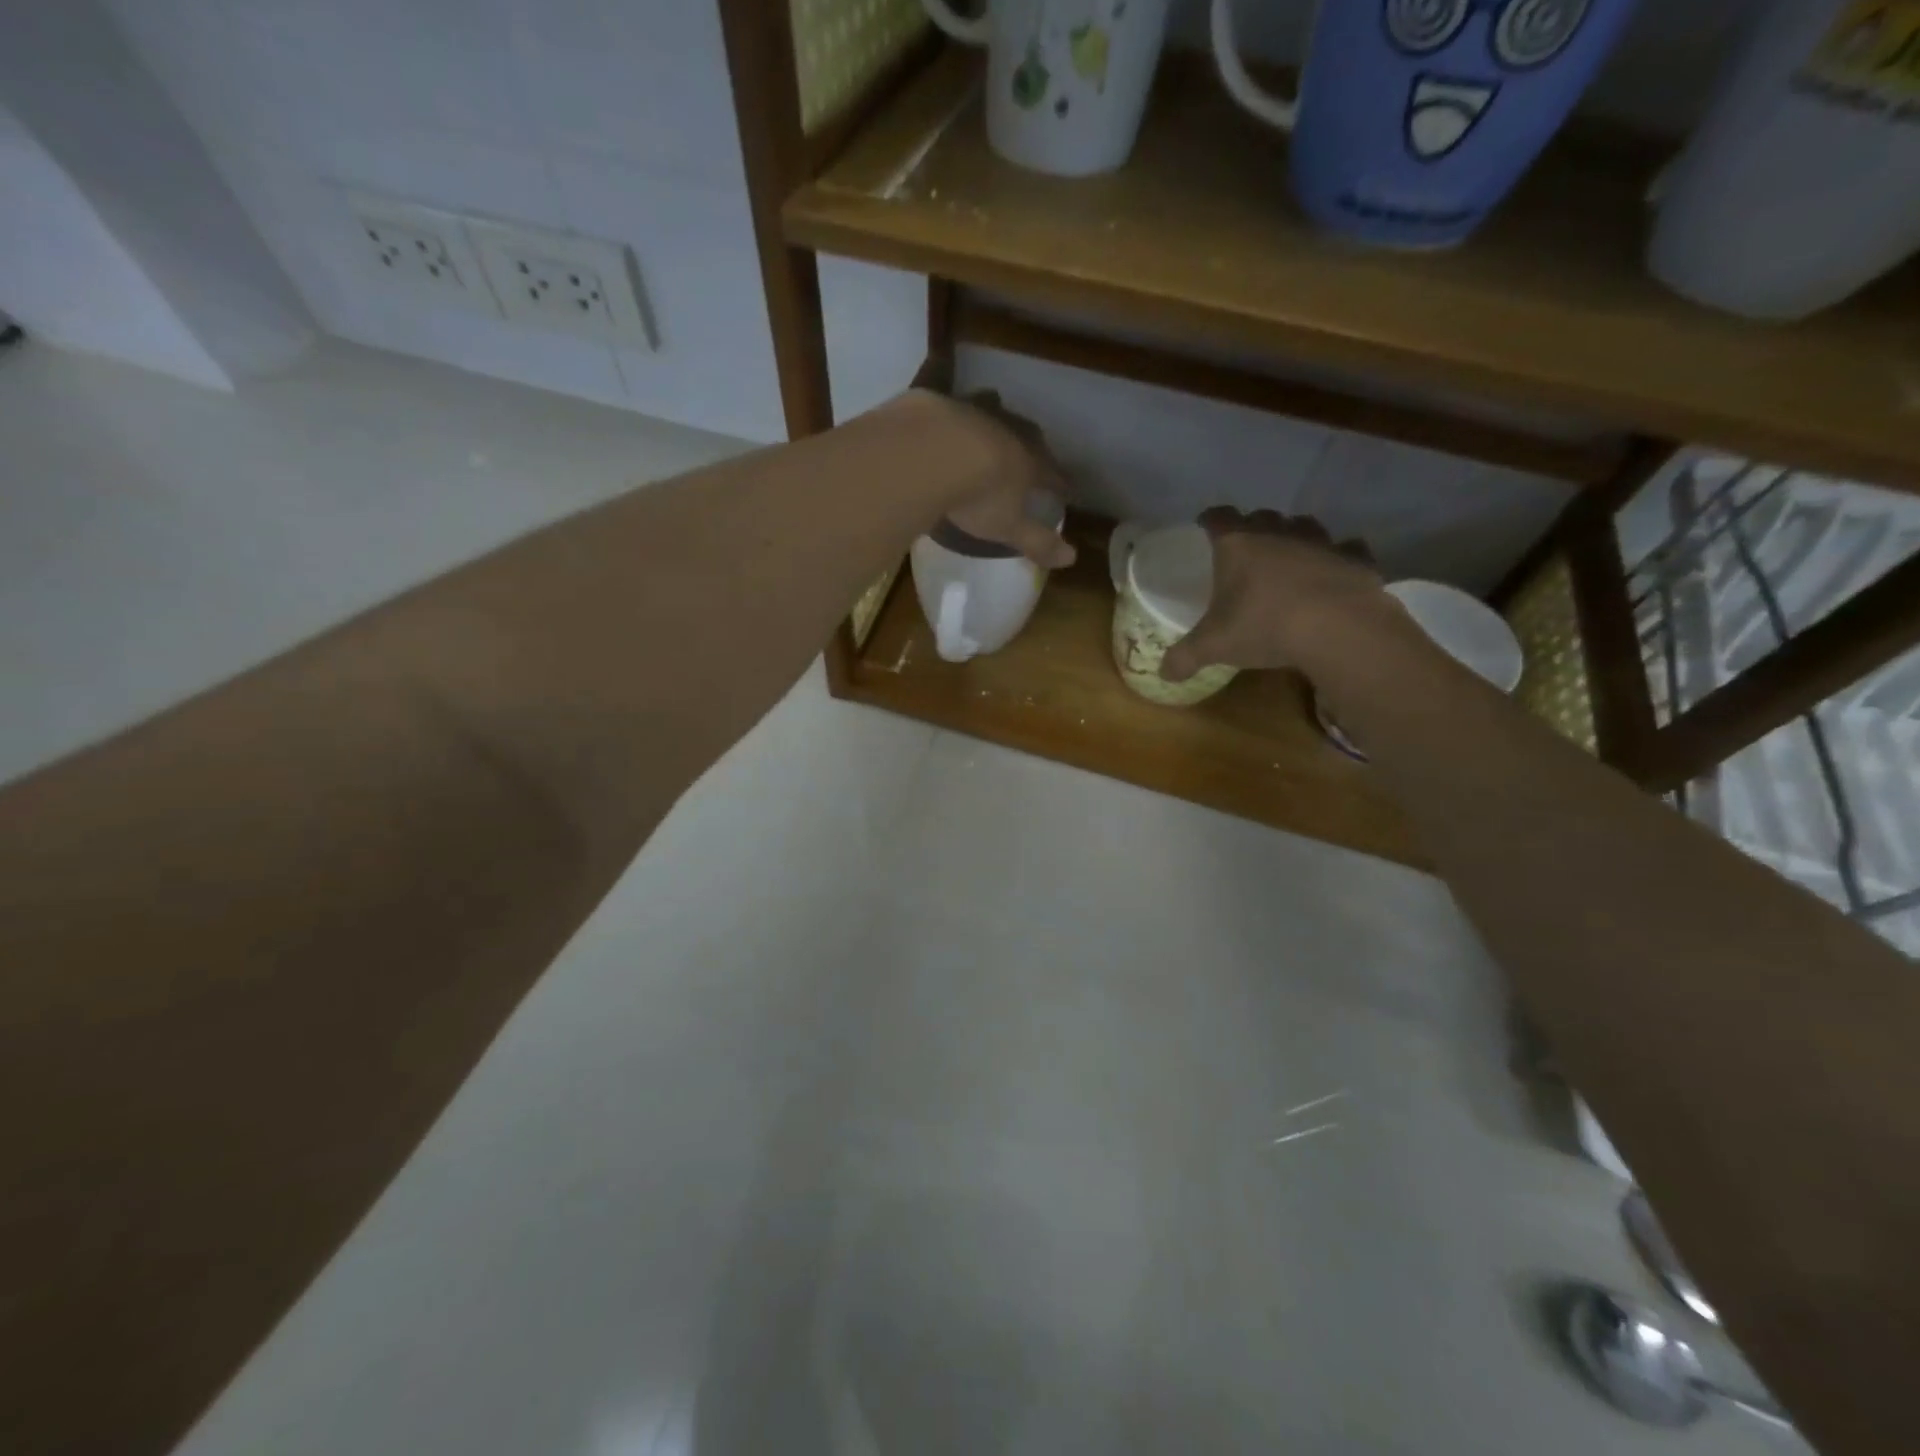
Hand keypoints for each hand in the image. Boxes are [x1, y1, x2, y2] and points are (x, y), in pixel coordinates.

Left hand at [921, 390, 1076, 569]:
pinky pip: (952, 408)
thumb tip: (1071, 558)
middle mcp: (1007, 430)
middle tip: (1031, 455)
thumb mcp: (1007, 526)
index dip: (1060, 483)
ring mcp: (973, 412)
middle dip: (1031, 447)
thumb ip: (1037, 541)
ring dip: (994, 422)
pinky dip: (953, 418)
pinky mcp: (940, 403)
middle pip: (1027, 437)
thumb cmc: (977, 496)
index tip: (1067, 489)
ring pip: (992, 413)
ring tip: (990, 431)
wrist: (931, 452)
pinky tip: (944, 424)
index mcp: (1028, 461)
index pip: (1052, 473)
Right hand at [1161, 507, 1387, 682]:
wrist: (1338, 628)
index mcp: (1238, 544)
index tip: (1204, 528)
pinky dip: (1337, 558)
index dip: (1209, 521)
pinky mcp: (1355, 558)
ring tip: (1288, 560)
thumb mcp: (1214, 647)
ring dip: (1294, 538)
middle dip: (1253, 529)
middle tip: (1246, 553)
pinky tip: (1332, 574)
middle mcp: (1278, 533)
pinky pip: (1345, 550)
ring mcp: (1320, 542)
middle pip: (1261, 517)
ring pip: (1303, 526)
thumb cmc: (1263, 625)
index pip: (1217, 518)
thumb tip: (1163, 673)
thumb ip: (1185, 657)